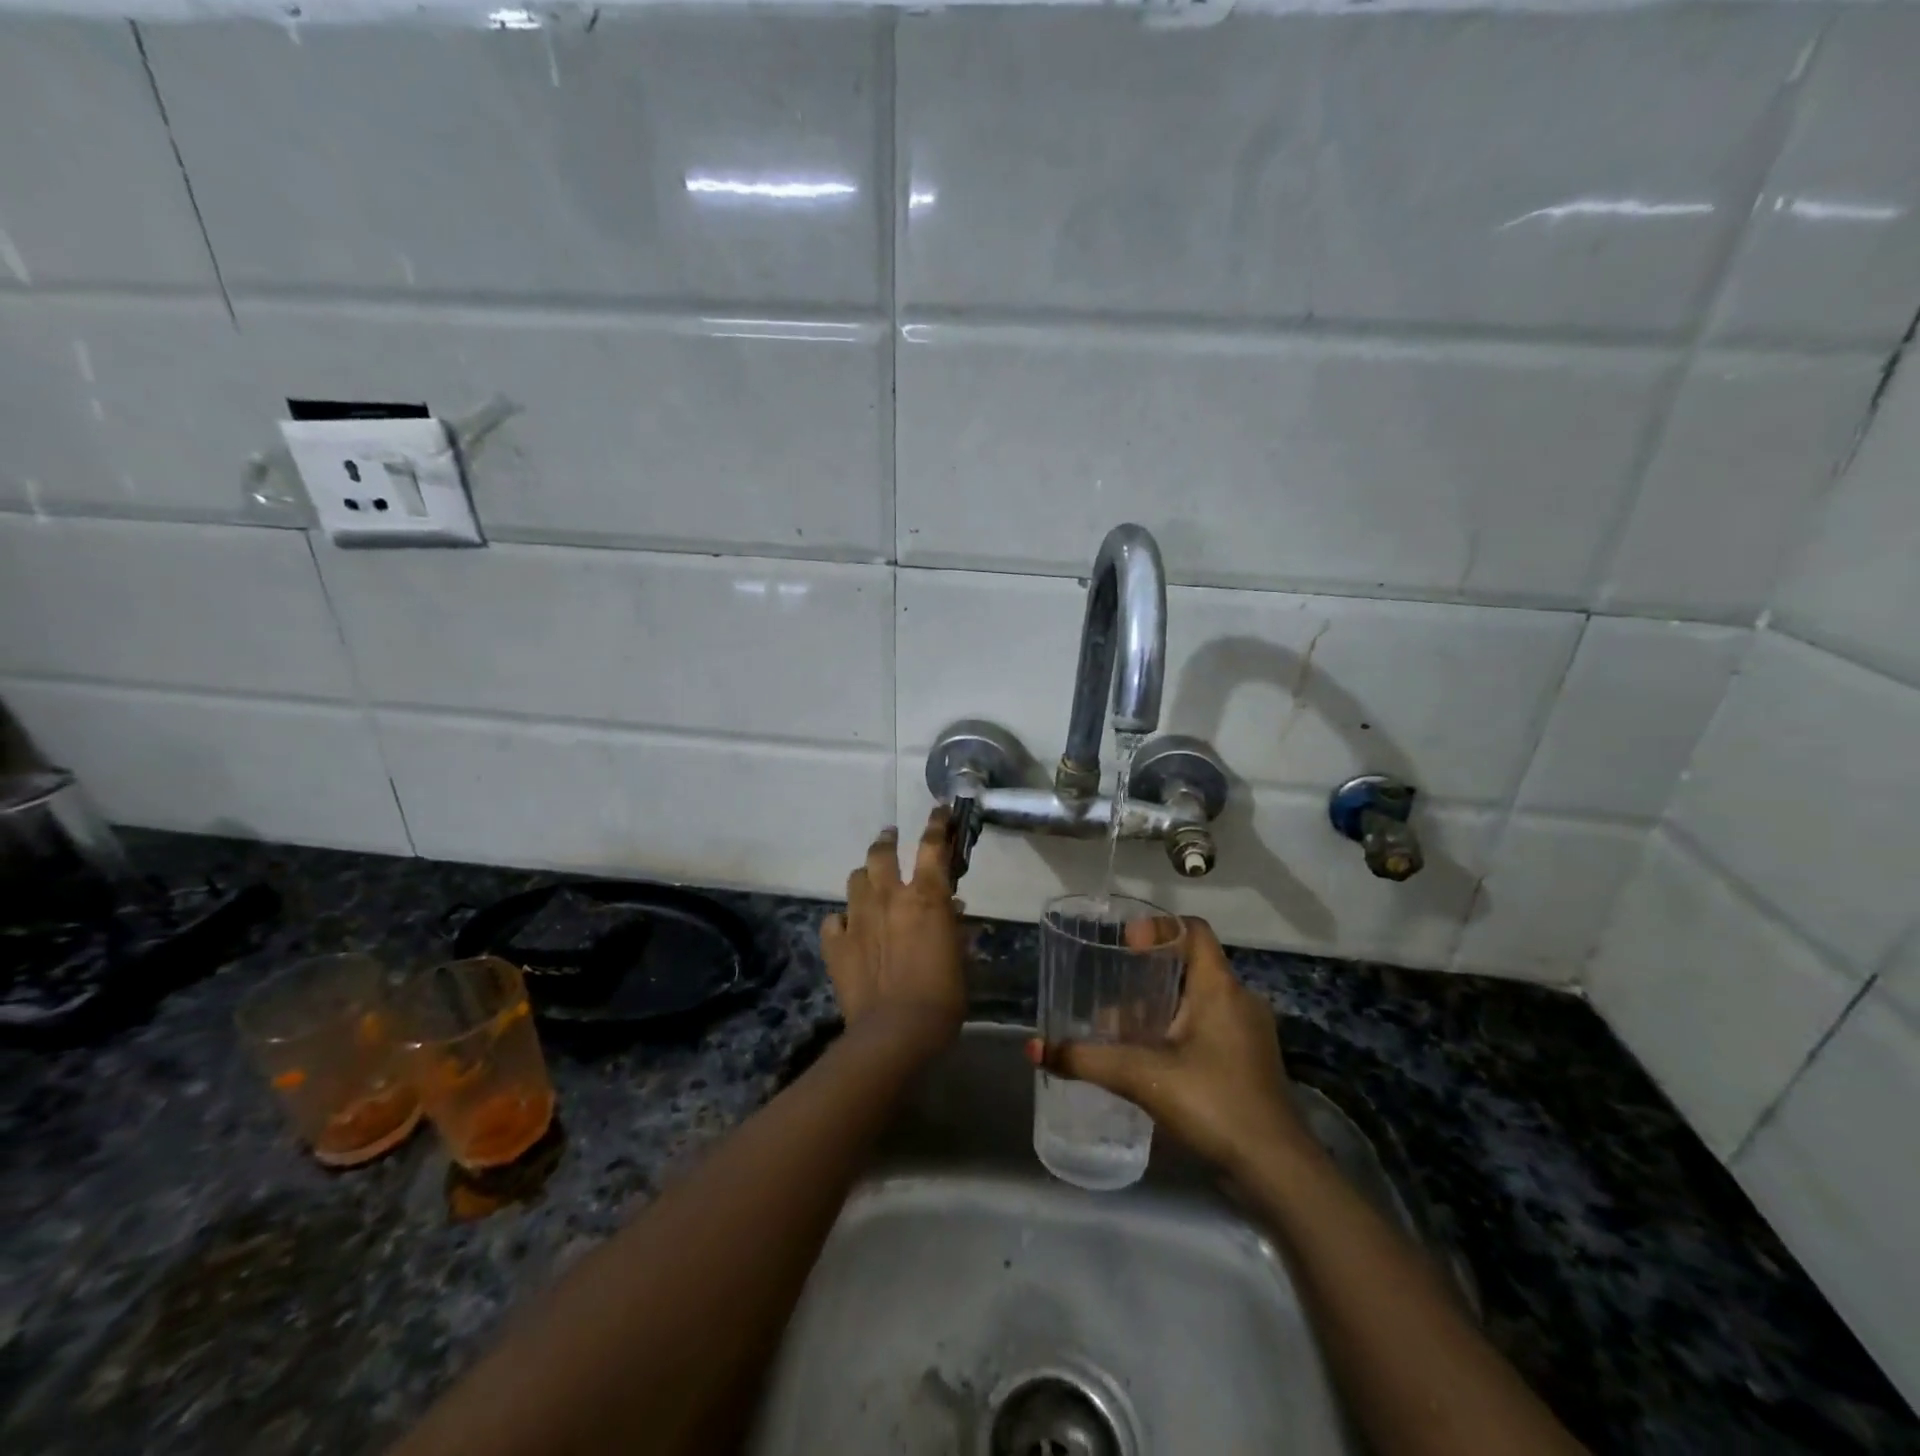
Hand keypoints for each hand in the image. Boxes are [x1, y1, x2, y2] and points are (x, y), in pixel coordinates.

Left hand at [821, 809, 966, 1050]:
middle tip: (890, 836)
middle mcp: (889, 897)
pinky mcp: (836, 944)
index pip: (933, 846)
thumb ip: (954, 928)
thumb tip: (953, 910)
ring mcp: (857, 918)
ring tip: (870, 882)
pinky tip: (847, 929)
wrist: (896, 1031)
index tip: (939, 811)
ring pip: (856, 879)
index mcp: (925, 896)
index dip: (937, 824)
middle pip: (882, 853)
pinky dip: (841, 921)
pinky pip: (833, 921)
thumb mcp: (960, 958)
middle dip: (887, 840)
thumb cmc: (943, 995)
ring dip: (865, 877)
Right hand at [1028, 917, 1308, 1176]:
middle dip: (1149, 971)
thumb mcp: (1142, 1077)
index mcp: (1220, 988)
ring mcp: (1248, 1033)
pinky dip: (1178, 1031)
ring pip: (1199, 1000)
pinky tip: (1150, 1058)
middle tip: (1111, 984)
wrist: (1276, 1171)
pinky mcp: (1249, 1063)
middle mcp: (1239, 1000)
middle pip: (1192, 965)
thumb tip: (1034, 1050)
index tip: (1124, 945)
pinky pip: (1209, 1028)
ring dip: (1161, 1006)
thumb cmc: (1213, 1103)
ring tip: (1121, 1026)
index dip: (1157, 927)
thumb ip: (1087, 1060)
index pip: (1193, 930)